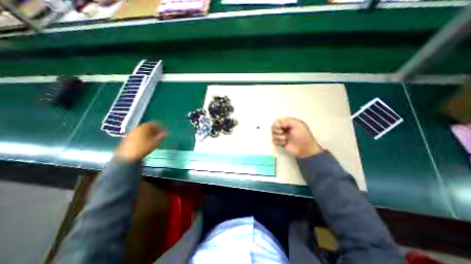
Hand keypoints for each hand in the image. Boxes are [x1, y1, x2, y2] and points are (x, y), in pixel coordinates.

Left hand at [115, 122, 165, 162]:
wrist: (127, 157)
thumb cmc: (143, 148)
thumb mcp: (155, 142)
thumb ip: (161, 137)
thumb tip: (166, 133)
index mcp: (144, 127)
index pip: (153, 124)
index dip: (160, 126)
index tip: (165, 130)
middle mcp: (137, 128)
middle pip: (148, 127)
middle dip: (155, 129)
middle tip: (160, 134)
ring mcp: (131, 133)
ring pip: (143, 131)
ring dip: (149, 133)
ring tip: (154, 138)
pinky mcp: (128, 138)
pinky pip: (138, 134)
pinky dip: (144, 136)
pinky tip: (146, 141)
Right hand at [273, 118, 323, 157]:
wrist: (304, 149)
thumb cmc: (302, 136)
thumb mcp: (297, 125)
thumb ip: (287, 121)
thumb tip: (277, 124)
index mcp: (288, 123)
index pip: (277, 121)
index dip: (276, 124)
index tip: (279, 127)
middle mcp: (283, 129)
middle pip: (273, 127)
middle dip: (276, 130)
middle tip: (281, 132)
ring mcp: (281, 136)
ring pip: (273, 134)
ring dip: (278, 137)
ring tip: (285, 139)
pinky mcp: (280, 143)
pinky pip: (273, 141)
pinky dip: (278, 142)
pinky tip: (284, 143)